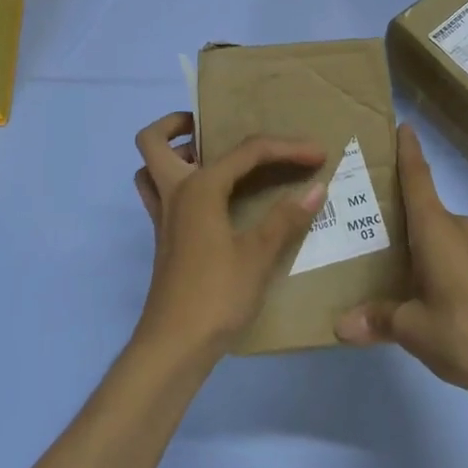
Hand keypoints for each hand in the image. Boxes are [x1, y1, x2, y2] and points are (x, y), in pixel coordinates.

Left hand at [132, 112, 327, 360]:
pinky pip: (160, 193)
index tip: (317, 153)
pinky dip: (179, 183)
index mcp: (199, 188)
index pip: (245, 152)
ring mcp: (163, 216)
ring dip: (172, 154)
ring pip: (150, 168)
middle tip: (213, 128)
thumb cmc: (216, 294)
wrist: (175, 344)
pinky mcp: (164, 238)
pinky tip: (215, 202)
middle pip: (153, 140)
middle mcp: (174, 192)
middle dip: (177, 123)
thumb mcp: (258, 255)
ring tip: (212, 159)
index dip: (285, 148)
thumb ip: (286, 218)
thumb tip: (317, 186)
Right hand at [336, 125, 467, 414]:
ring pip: (437, 231)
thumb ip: (377, 320)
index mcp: (437, 229)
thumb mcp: (414, 329)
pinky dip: (430, 255)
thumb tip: (340, 325)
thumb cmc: (467, 334)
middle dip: (395, 205)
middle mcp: (458, 228)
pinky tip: (414, 280)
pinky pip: (451, 250)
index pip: (418, 177)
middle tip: (360, 208)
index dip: (408, 150)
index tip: (402, 125)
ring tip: (379, 248)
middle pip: (422, 205)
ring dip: (413, 235)